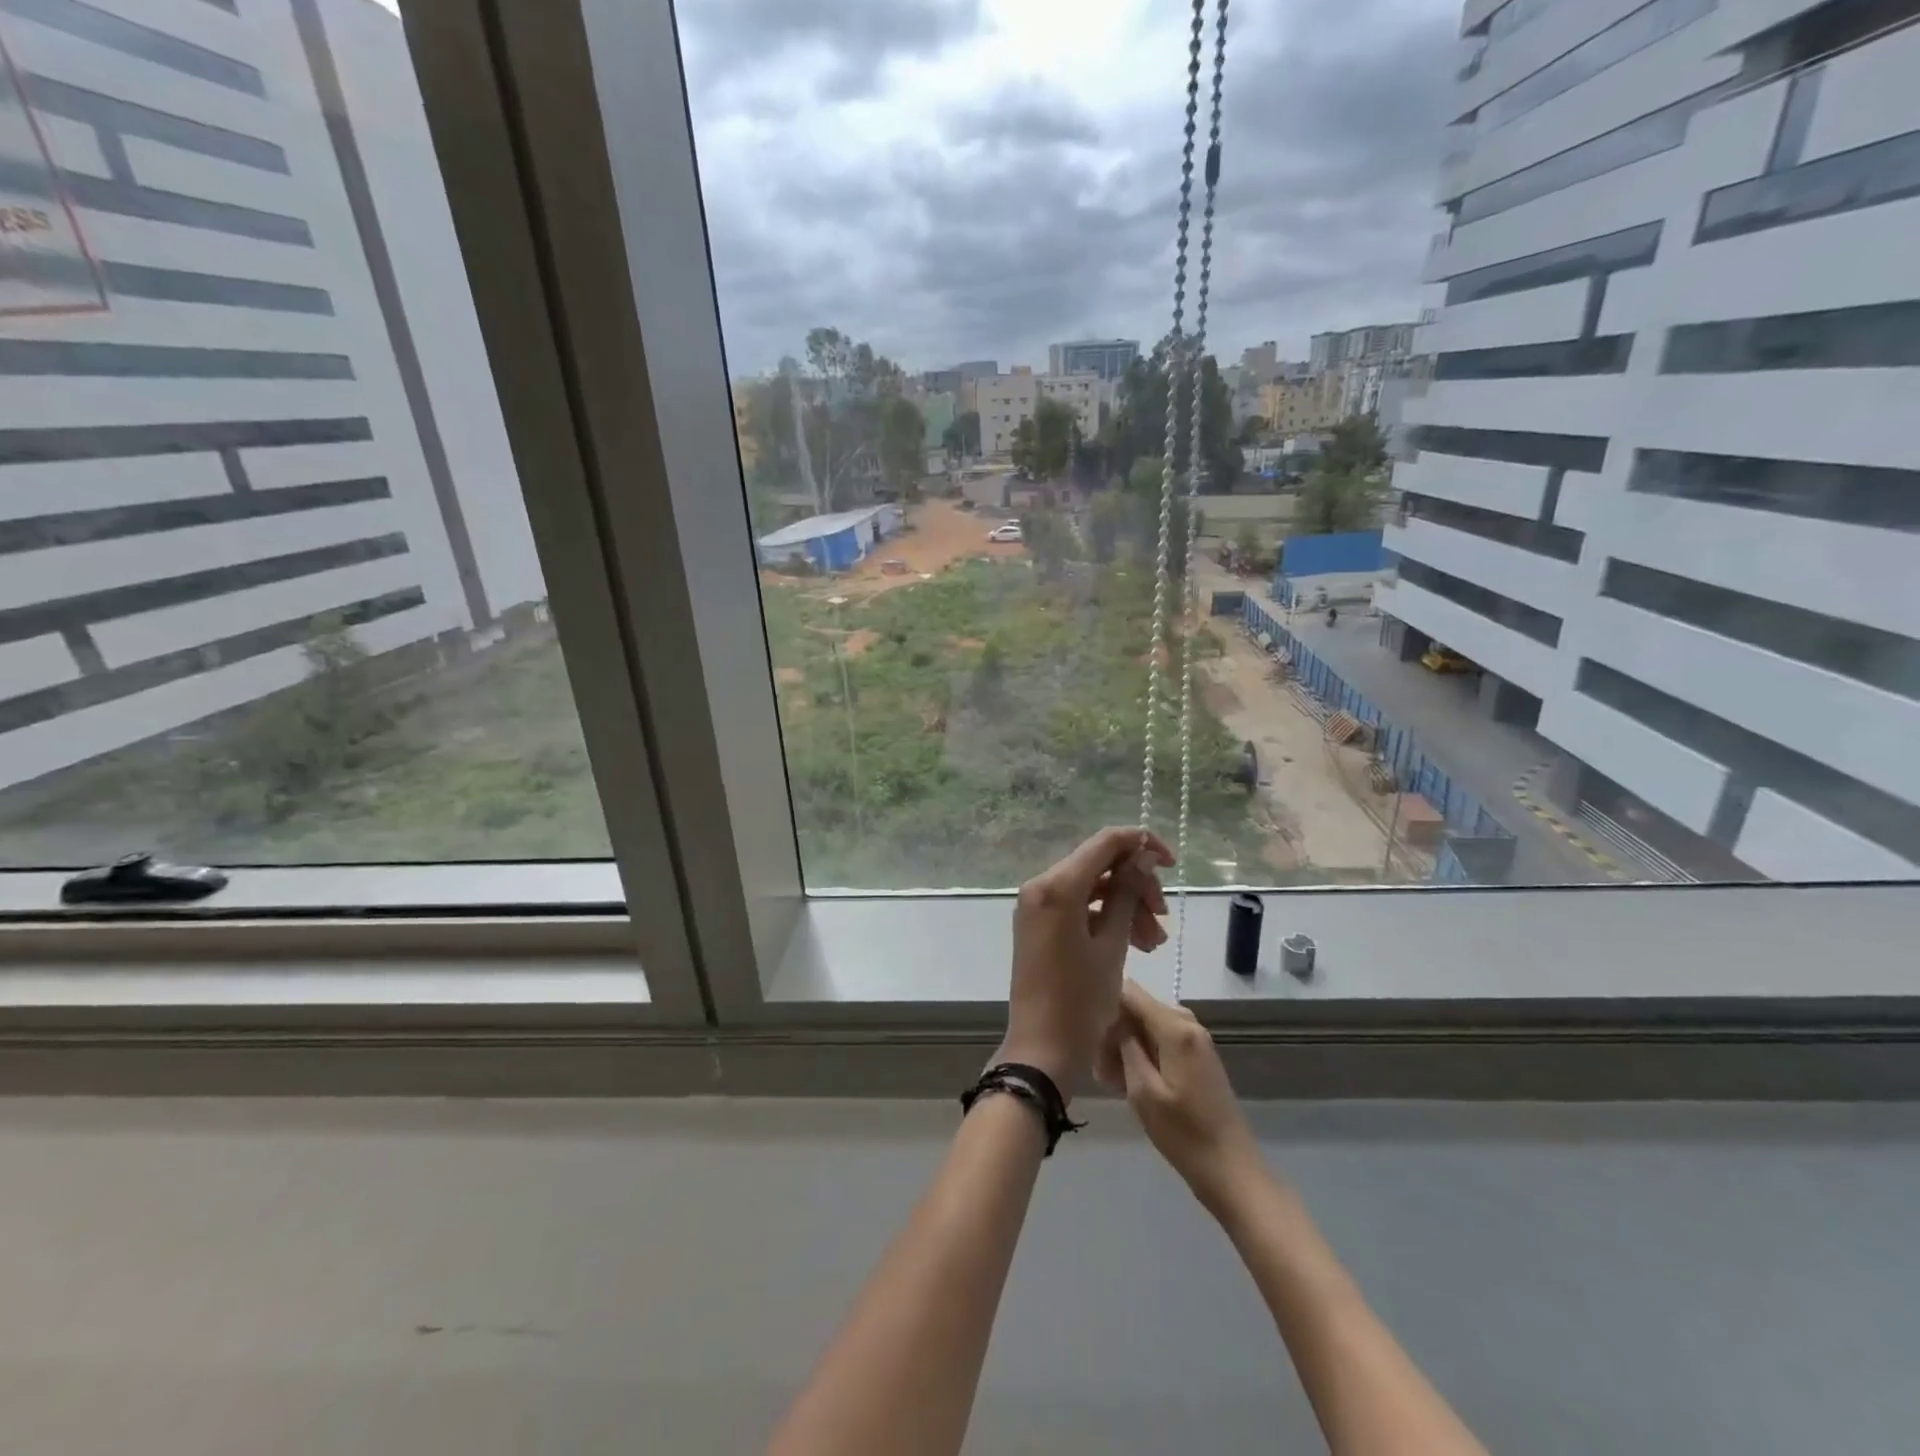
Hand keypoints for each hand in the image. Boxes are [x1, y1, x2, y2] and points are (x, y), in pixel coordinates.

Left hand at [998, 827, 1174, 1099]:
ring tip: (1154, 941)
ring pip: (1091, 887)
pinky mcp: (1040, 924)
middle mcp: (1040, 886)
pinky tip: (1135, 942)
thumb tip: (1143, 857)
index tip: (1171, 862)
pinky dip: (1106, 918)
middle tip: (1162, 917)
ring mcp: (1037, 906)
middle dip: (1136, 885)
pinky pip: (1078, 907)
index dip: (1141, 843)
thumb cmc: (1081, 1000)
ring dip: (1126, 905)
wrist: (1042, 1049)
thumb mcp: (1112, 945)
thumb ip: (1127, 894)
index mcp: (1056, 886)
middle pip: (1099, 865)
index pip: (1105, 842)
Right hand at [1098, 980, 1263, 1211]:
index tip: (1087, 1031)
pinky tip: (1129, 1083)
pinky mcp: (1197, 1056)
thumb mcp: (1143, 1091)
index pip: (1130, 991)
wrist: (1231, 1170)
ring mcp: (1195, 1039)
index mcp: (1175, 1027)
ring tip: (1110, 1080)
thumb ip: (1125, 1046)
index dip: (1105, 1003)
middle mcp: (1187, 1023)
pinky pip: (1161, 1041)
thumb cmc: (1184, 1134)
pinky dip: (1143, 1054)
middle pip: (1138, 1008)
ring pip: (1147, 1025)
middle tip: (1099, 1067)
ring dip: (1126, 1045)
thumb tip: (1112, 1017)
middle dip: (1114, 1029)